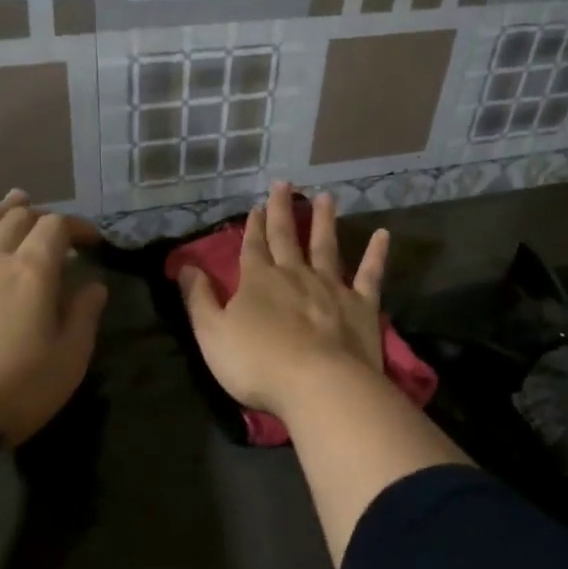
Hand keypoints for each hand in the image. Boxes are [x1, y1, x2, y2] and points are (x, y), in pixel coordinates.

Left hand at [0, 190, 107, 448]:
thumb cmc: (10, 390)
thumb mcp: (67, 360)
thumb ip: (83, 317)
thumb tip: (94, 286)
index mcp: (31, 272)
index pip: (56, 228)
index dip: (76, 226)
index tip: (90, 240)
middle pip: (13, 221)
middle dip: (36, 215)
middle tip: (49, 222)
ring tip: (6, 207)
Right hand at [177, 182, 390, 420]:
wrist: (318, 384)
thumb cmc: (258, 363)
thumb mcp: (212, 334)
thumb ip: (198, 299)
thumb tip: (184, 266)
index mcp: (259, 280)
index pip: (253, 247)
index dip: (253, 227)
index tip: (256, 206)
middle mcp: (295, 274)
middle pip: (286, 237)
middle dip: (283, 210)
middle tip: (286, 184)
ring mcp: (331, 287)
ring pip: (326, 246)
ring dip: (325, 220)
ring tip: (325, 197)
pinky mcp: (362, 305)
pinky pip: (370, 274)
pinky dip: (376, 254)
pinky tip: (383, 235)